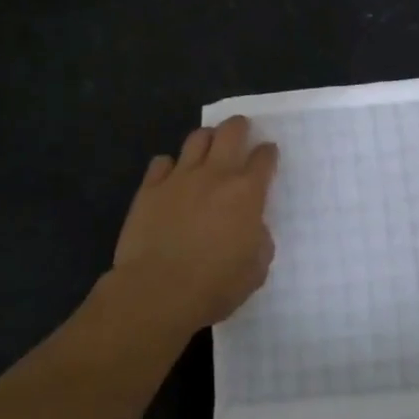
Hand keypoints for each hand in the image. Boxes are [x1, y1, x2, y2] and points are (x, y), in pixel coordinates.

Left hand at [106, 116, 278, 336]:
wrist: (157, 292)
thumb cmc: (215, 285)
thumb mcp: (256, 269)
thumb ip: (259, 240)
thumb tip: (252, 228)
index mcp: (247, 193)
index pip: (264, 158)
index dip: (268, 152)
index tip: (268, 153)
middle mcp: (215, 175)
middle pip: (230, 132)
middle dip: (239, 126)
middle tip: (240, 129)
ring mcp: (179, 178)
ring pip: (196, 139)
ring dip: (206, 138)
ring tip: (208, 146)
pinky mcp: (149, 189)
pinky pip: (161, 162)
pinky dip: (170, 165)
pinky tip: (171, 176)